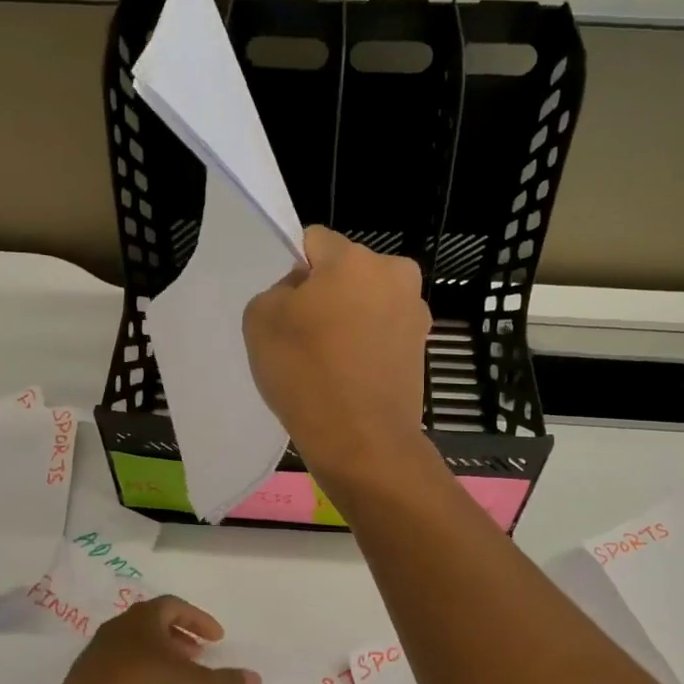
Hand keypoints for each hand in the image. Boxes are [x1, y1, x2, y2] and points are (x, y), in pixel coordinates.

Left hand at [55, 597, 259, 683]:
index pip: (176, 606)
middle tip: (198, 655)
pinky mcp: (85, 675)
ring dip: (159, 655)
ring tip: (174, 677)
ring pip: (136, 644)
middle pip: (154, 623)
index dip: (199, 620)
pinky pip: (119, 664)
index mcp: (144, 618)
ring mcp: (98, 650)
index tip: (217, 639)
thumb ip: (224, 683)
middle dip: (180, 637)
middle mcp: (119, 625)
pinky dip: (139, 671)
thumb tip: (256, 679)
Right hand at [243, 226, 430, 480]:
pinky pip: (382, 333)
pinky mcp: (422, 348)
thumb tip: (304, 292)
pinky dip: (367, 346)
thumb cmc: (306, 374)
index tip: (287, 310)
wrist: (362, 441)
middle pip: (346, 271)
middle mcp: (396, 274)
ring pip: (367, 302)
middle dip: (327, 293)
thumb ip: (278, 290)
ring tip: (330, 363)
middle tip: (306, 337)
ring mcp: (415, 312)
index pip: (314, 241)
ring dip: (350, 320)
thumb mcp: (260, 319)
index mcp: (355, 259)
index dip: (294, 272)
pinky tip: (350, 377)